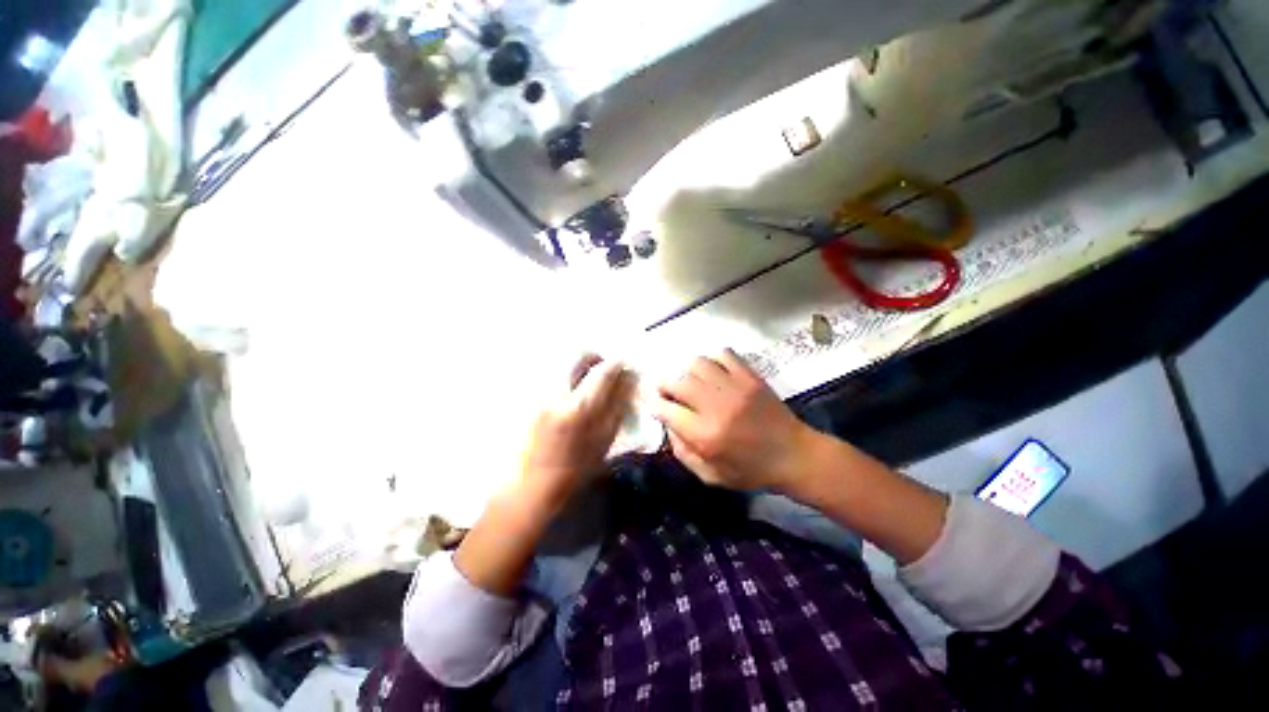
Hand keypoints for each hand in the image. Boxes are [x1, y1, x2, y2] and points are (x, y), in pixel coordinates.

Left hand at [518, 354, 633, 510]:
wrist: (533, 484)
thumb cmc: (575, 468)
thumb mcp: (604, 439)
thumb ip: (618, 406)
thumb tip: (627, 380)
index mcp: (579, 407)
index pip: (601, 371)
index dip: (615, 363)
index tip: (622, 364)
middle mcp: (556, 393)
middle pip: (576, 355)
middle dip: (594, 356)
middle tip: (602, 368)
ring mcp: (538, 393)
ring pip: (561, 361)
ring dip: (578, 364)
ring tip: (586, 378)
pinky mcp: (528, 397)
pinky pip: (549, 373)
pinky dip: (564, 374)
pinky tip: (570, 389)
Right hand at [651, 349, 815, 491]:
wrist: (795, 455)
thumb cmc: (751, 470)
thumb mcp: (711, 476)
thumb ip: (683, 453)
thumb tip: (668, 425)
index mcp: (705, 435)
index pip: (666, 409)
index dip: (654, 404)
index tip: (654, 402)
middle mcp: (716, 406)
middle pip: (677, 382)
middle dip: (664, 385)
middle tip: (667, 390)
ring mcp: (735, 387)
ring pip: (697, 364)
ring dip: (686, 371)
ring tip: (689, 380)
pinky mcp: (750, 376)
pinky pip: (723, 354)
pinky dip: (711, 359)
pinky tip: (712, 371)